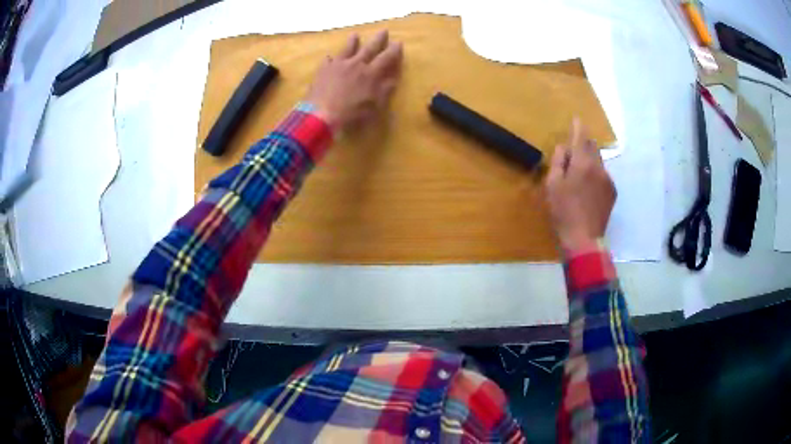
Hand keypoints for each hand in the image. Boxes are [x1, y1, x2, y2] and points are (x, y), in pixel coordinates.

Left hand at [305, 30, 402, 130]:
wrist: (321, 115)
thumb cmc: (351, 114)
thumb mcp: (374, 106)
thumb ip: (384, 91)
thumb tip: (393, 79)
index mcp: (370, 73)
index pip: (386, 58)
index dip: (393, 50)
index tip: (399, 42)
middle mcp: (355, 64)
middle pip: (369, 48)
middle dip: (378, 39)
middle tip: (384, 30)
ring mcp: (338, 65)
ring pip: (347, 49)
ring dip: (352, 42)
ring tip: (355, 35)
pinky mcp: (323, 70)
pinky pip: (328, 61)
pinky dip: (330, 59)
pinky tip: (329, 57)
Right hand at [545, 119, 616, 251]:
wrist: (584, 239)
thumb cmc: (563, 212)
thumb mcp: (552, 185)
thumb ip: (558, 162)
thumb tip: (563, 148)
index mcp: (582, 163)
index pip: (581, 137)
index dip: (578, 126)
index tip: (576, 118)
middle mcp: (599, 167)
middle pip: (592, 147)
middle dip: (583, 144)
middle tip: (573, 150)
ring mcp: (608, 180)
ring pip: (599, 161)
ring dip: (589, 160)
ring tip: (580, 172)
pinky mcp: (612, 192)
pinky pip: (603, 175)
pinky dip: (596, 174)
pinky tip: (588, 188)